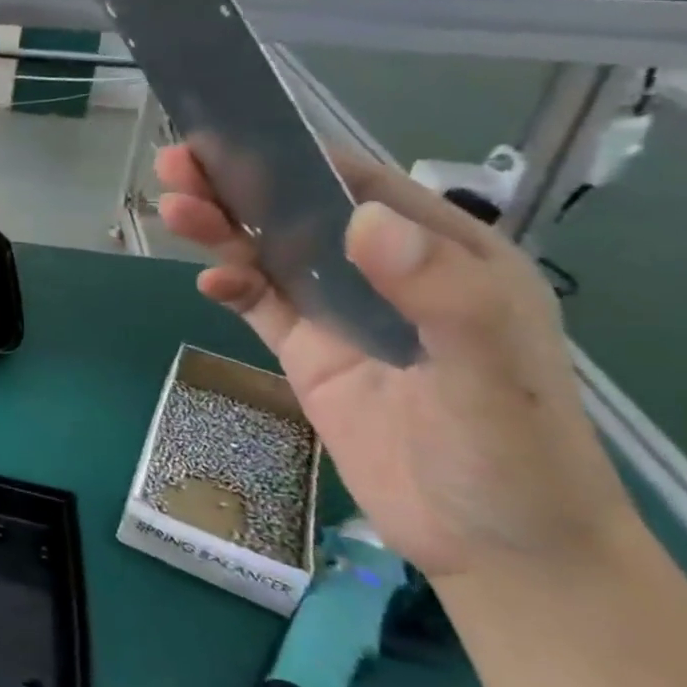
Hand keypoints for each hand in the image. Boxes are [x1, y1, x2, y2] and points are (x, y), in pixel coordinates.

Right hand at [156, 144, 637, 581]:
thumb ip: (437, 293)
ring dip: (222, 230)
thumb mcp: (492, 373)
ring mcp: (343, 314)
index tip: (236, 136)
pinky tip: (209, 283)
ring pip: (270, 254)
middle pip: (301, 215)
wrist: (497, 551)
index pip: (363, 187)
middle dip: (239, 187)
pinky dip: (231, 286)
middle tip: (176, 166)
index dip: (298, 157)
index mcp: (444, 257)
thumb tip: (360, 219)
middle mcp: (387, 274)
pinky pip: (260, 306)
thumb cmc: (512, 456)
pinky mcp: (309, 353)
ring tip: (173, 208)